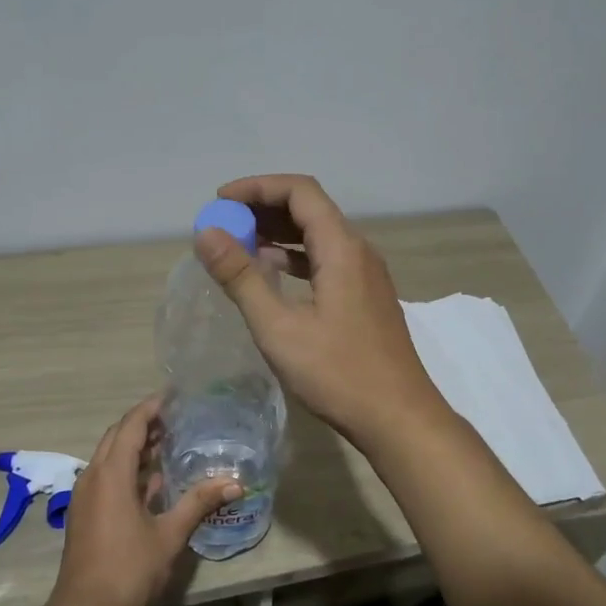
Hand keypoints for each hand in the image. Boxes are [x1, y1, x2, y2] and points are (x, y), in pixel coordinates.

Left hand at [44, 397, 241, 605]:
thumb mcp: (169, 535)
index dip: (151, 407)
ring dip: (135, 446)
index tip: (173, 396)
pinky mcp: (86, 514)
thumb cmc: (128, 570)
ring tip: (168, 442)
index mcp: (111, 474)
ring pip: (110, 457)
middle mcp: (93, 477)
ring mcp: (86, 496)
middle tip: (175, 417)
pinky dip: (128, 469)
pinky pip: (107, 477)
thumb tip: (235, 482)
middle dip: (143, 424)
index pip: (130, 425)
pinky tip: (153, 481)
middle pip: (117, 436)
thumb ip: (199, 503)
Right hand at [194, 173, 450, 449]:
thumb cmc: (338, 373)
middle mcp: (357, 251)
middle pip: (309, 209)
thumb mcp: (279, 327)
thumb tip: (207, 233)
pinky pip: (326, 260)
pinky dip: (295, 258)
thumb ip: (241, 277)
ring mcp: (365, 275)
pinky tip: (271, 274)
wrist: (399, 418)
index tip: (220, 200)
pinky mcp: (365, 297)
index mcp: (341, 248)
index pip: (299, 191)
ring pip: (318, 236)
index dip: (257, 187)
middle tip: (223, 224)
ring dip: (278, 233)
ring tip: (238, 246)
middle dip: (264, 209)